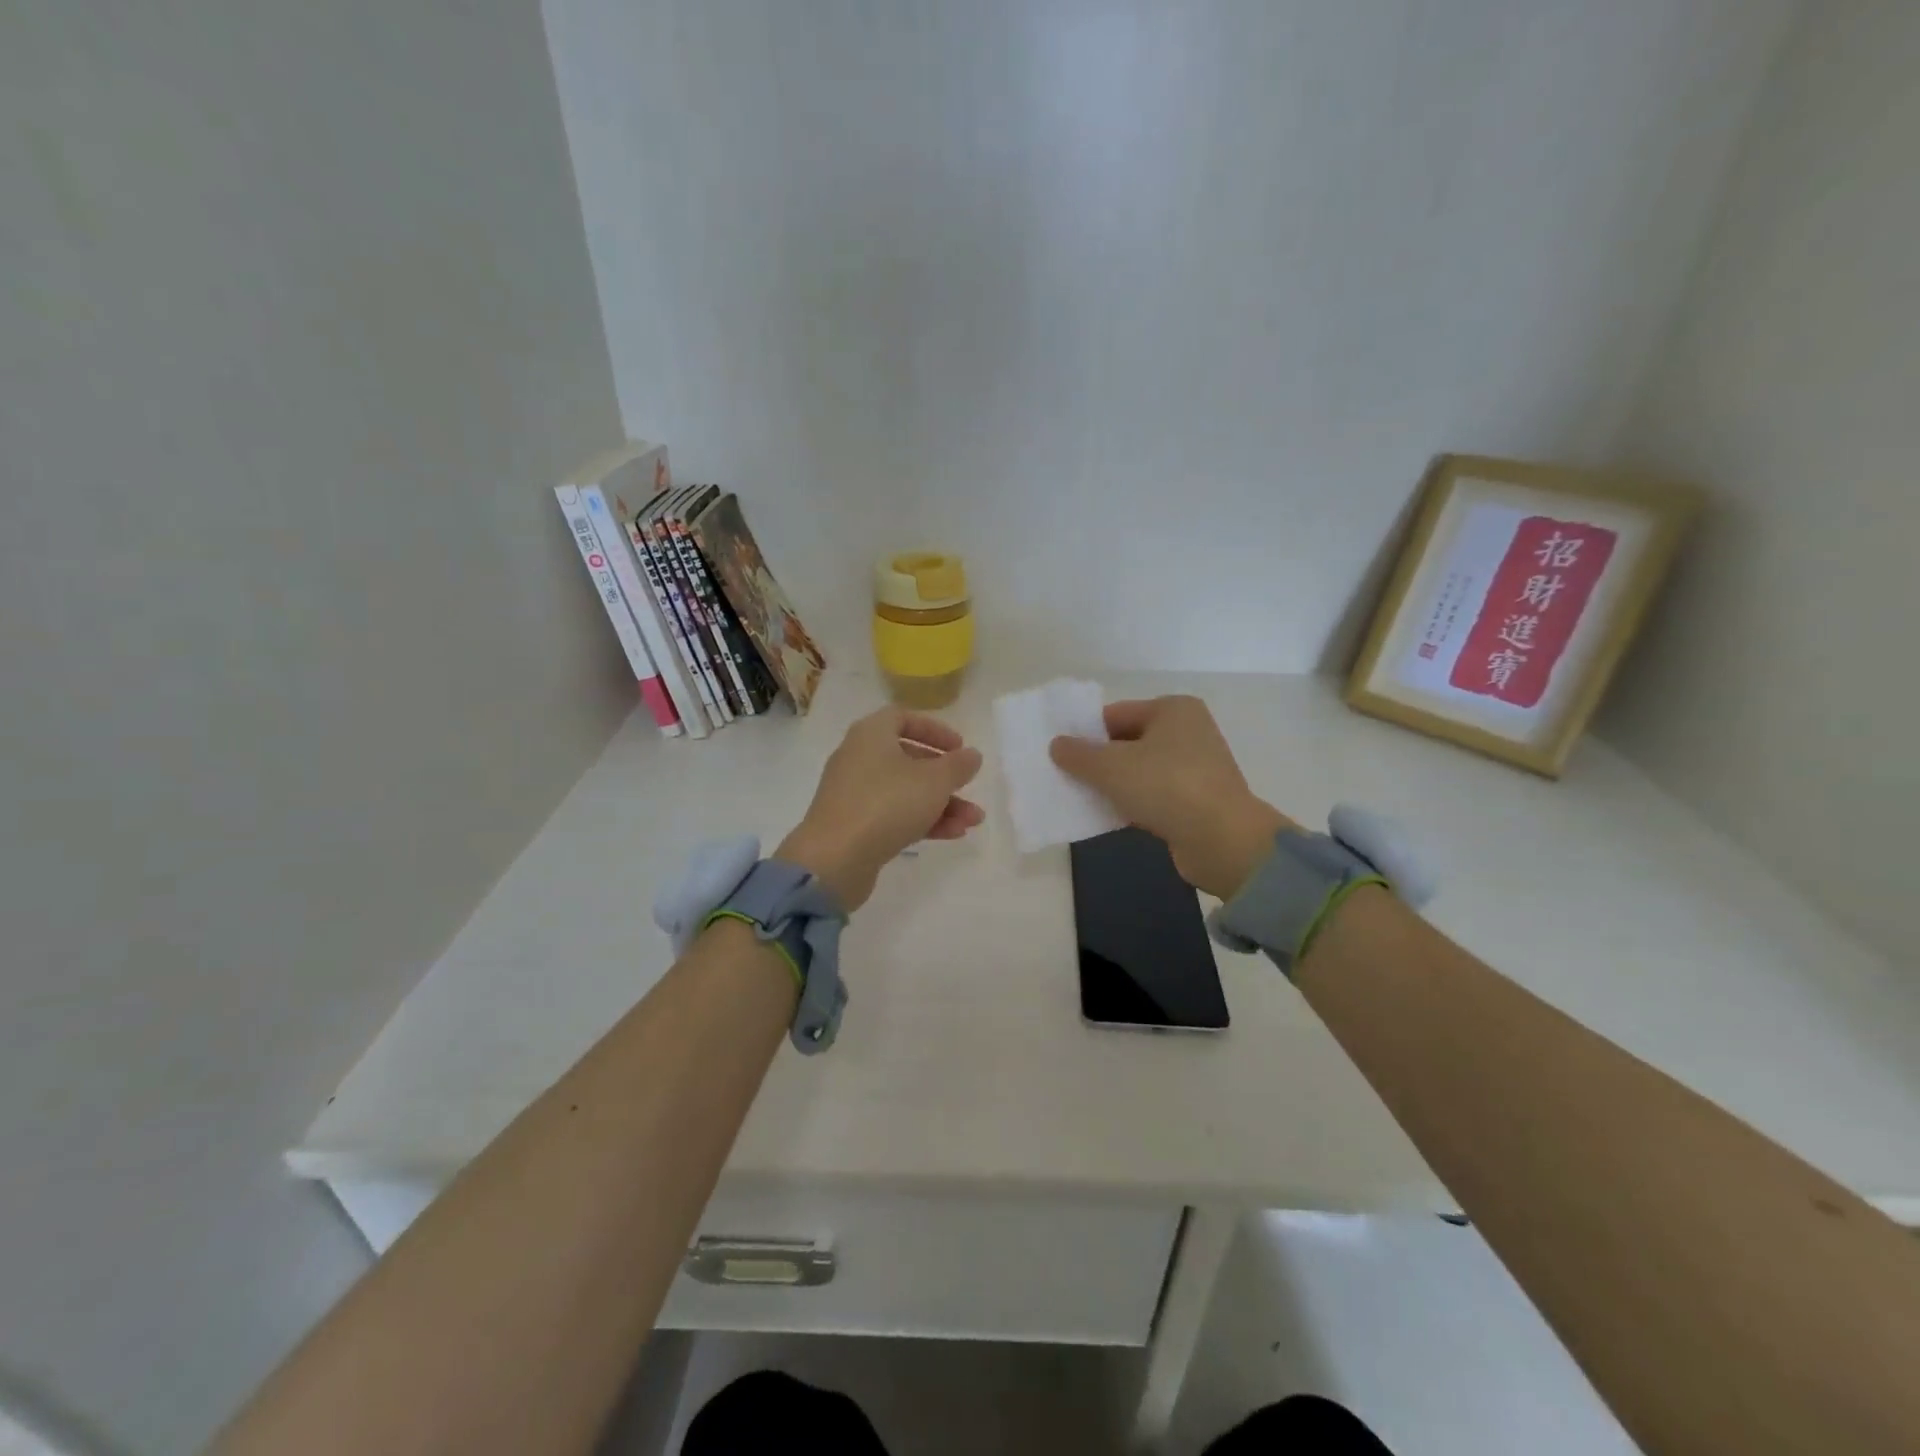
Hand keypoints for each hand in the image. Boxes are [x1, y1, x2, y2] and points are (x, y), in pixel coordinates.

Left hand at [777, 706, 985, 910]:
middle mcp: (858, 758)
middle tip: (967, 786)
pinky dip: (922, 820)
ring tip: (972, 821)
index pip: (903, 718)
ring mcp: (854, 793)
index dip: (934, 730)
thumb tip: (971, 755)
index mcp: (871, 735)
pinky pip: (893, 815)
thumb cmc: (887, 804)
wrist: (835, 858)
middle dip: (944, 776)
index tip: (959, 748)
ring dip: (941, 804)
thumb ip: (958, 765)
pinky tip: (953, 834)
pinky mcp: (854, 825)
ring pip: (904, 791)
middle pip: (907, 758)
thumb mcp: (934, 781)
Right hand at [1050, 695, 1293, 898]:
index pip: (1115, 714)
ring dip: (1113, 784)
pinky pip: (1153, 794)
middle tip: (1065, 777)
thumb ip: (1078, 754)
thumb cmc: (1166, 787)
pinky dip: (1131, 802)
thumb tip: (1056, 745)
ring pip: (1139, 770)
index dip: (1085, 733)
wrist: (1222, 840)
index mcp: (1173, 709)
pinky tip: (1108, 816)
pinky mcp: (1196, 800)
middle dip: (1097, 760)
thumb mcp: (1111, 766)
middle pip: (1127, 741)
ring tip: (1081, 798)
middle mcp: (1188, 732)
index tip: (1060, 755)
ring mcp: (1195, 767)